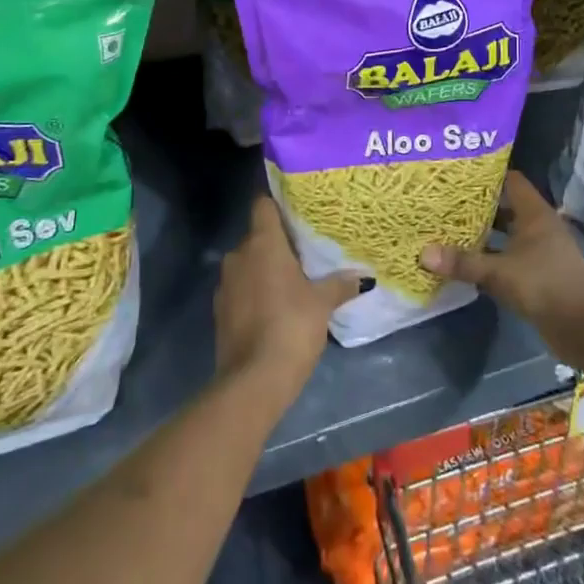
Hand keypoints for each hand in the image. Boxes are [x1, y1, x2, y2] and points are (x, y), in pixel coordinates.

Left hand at [215, 195, 360, 398]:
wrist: (253, 380)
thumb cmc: (291, 326)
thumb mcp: (322, 303)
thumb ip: (340, 284)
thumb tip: (363, 276)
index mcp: (262, 243)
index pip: (263, 205)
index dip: (277, 203)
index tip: (296, 209)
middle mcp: (238, 255)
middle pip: (257, 236)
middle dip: (277, 242)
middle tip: (305, 251)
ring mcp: (225, 284)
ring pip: (247, 264)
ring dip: (265, 269)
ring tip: (293, 280)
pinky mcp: (220, 311)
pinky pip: (241, 289)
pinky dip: (255, 292)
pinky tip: (275, 307)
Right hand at [422, 173, 583, 364]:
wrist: (583, 327)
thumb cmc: (544, 285)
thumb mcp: (499, 272)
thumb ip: (463, 263)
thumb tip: (423, 253)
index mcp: (535, 213)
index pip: (511, 180)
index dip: (487, 175)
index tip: (457, 173)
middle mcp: (538, 227)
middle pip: (505, 207)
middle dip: (477, 206)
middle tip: (444, 202)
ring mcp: (539, 251)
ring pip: (505, 234)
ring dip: (482, 234)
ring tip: (447, 229)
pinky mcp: (537, 274)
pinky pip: (507, 258)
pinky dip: (489, 258)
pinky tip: (465, 262)